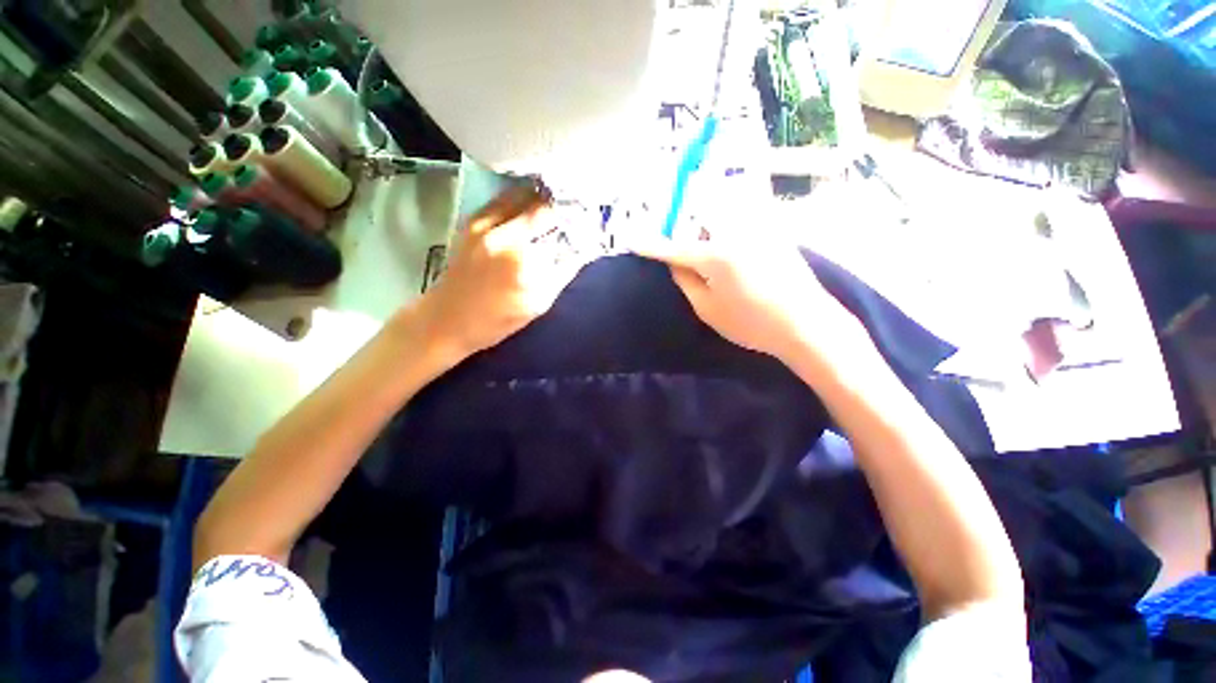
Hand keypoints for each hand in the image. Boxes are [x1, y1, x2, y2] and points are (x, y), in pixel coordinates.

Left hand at [415, 186, 586, 363]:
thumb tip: (584, 248)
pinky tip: (533, 199)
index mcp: (527, 266)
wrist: (448, 318)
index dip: (581, 224)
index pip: (566, 236)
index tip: (591, 221)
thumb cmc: (497, 320)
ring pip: (526, 197)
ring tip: (560, 199)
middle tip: (578, 208)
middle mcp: (508, 240)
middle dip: (566, 206)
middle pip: (546, 209)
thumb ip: (563, 273)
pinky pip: (505, 198)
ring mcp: (487, 226)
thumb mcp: (539, 304)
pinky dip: (523, 196)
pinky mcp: (473, 220)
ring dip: (546, 197)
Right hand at [633, 234, 859, 362]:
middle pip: (699, 218)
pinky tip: (735, 249)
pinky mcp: (774, 230)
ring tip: (711, 249)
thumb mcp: (708, 310)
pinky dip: (731, 228)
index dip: (651, 246)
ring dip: (709, 225)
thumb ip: (686, 281)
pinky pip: (743, 218)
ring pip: (723, 213)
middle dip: (687, 230)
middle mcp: (735, 232)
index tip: (631, 240)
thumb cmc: (752, 324)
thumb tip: (673, 262)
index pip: (674, 248)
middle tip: (684, 250)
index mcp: (716, 256)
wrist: (806, 323)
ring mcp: (758, 228)